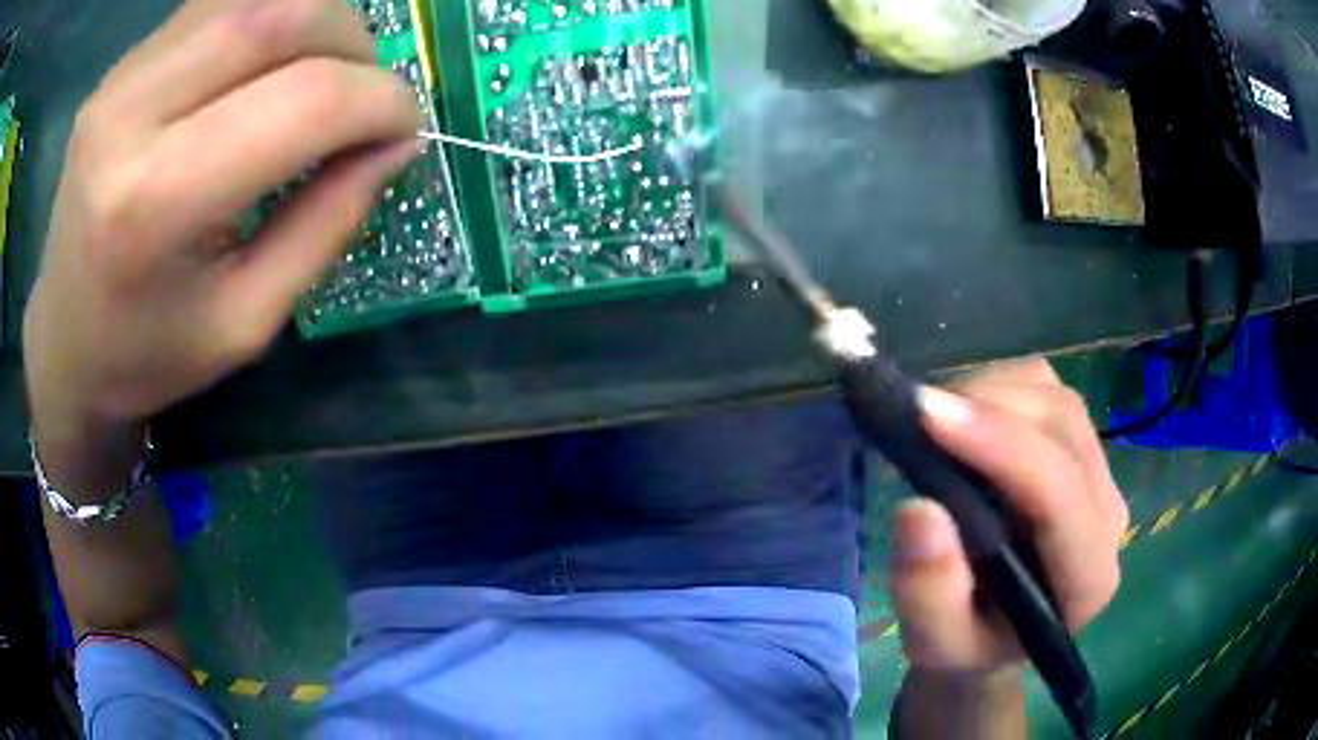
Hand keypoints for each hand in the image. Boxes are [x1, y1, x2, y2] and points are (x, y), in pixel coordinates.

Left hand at [23, 0, 423, 488]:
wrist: (64, 342)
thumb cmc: (148, 354)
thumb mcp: (246, 322)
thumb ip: (326, 223)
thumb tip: (396, 143)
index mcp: (153, 204)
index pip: (302, 101)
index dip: (380, 101)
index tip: (404, 128)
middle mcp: (129, 116)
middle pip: (281, 16)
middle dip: (353, 43)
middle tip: (365, 93)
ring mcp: (121, 78)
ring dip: (313, 21)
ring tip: (319, 74)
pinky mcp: (123, 63)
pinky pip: (219, 3)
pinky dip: (267, 16)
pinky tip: (266, 64)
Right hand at [891, 358, 1127, 675]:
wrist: (994, 632)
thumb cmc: (967, 645)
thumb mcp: (935, 644)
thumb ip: (928, 594)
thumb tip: (918, 509)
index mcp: (1086, 579)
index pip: (1059, 492)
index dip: (999, 445)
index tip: (926, 415)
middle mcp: (1107, 516)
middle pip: (1063, 426)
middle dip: (990, 407)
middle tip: (917, 414)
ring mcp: (1100, 475)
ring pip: (1057, 398)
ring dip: (992, 392)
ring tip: (936, 419)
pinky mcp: (1081, 448)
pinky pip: (1048, 390)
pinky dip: (1000, 387)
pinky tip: (965, 417)